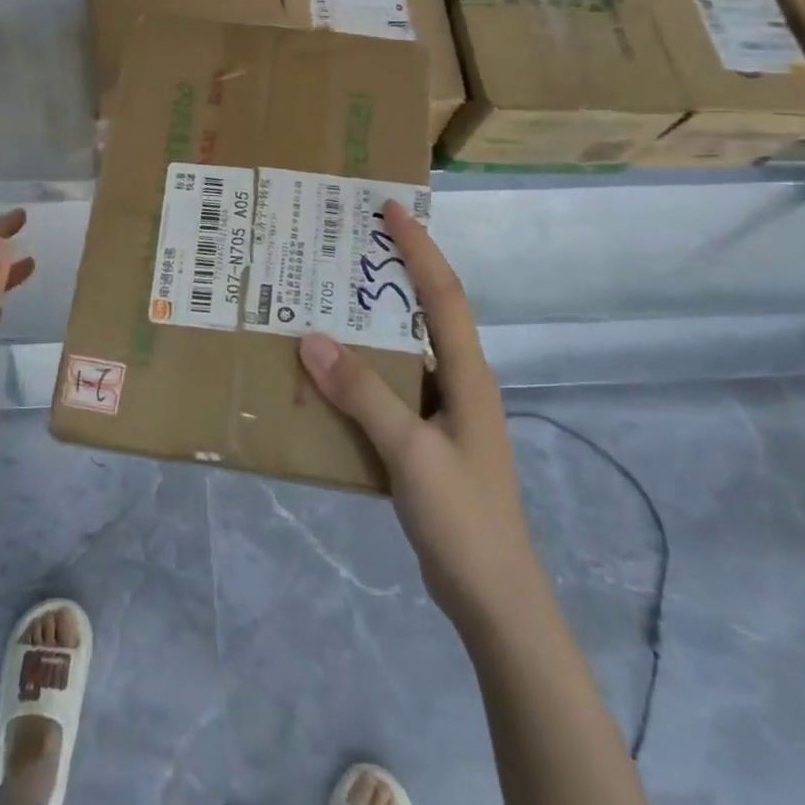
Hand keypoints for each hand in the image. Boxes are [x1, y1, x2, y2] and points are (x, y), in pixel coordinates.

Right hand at [298, 201, 535, 629]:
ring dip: (369, 326)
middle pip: (426, 312)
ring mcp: (444, 412)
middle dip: (392, 274)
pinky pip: (390, 389)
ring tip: (323, 302)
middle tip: (344, 246)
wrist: (493, 597)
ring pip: (403, 352)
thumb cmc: (463, 517)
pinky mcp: (427, 439)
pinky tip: (326, 376)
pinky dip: (361, 374)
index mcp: (468, 374)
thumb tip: (311, 338)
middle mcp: (459, 382)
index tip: (391, 207)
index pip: (444, 293)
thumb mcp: (410, 452)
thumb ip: (363, 395)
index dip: (419, 247)